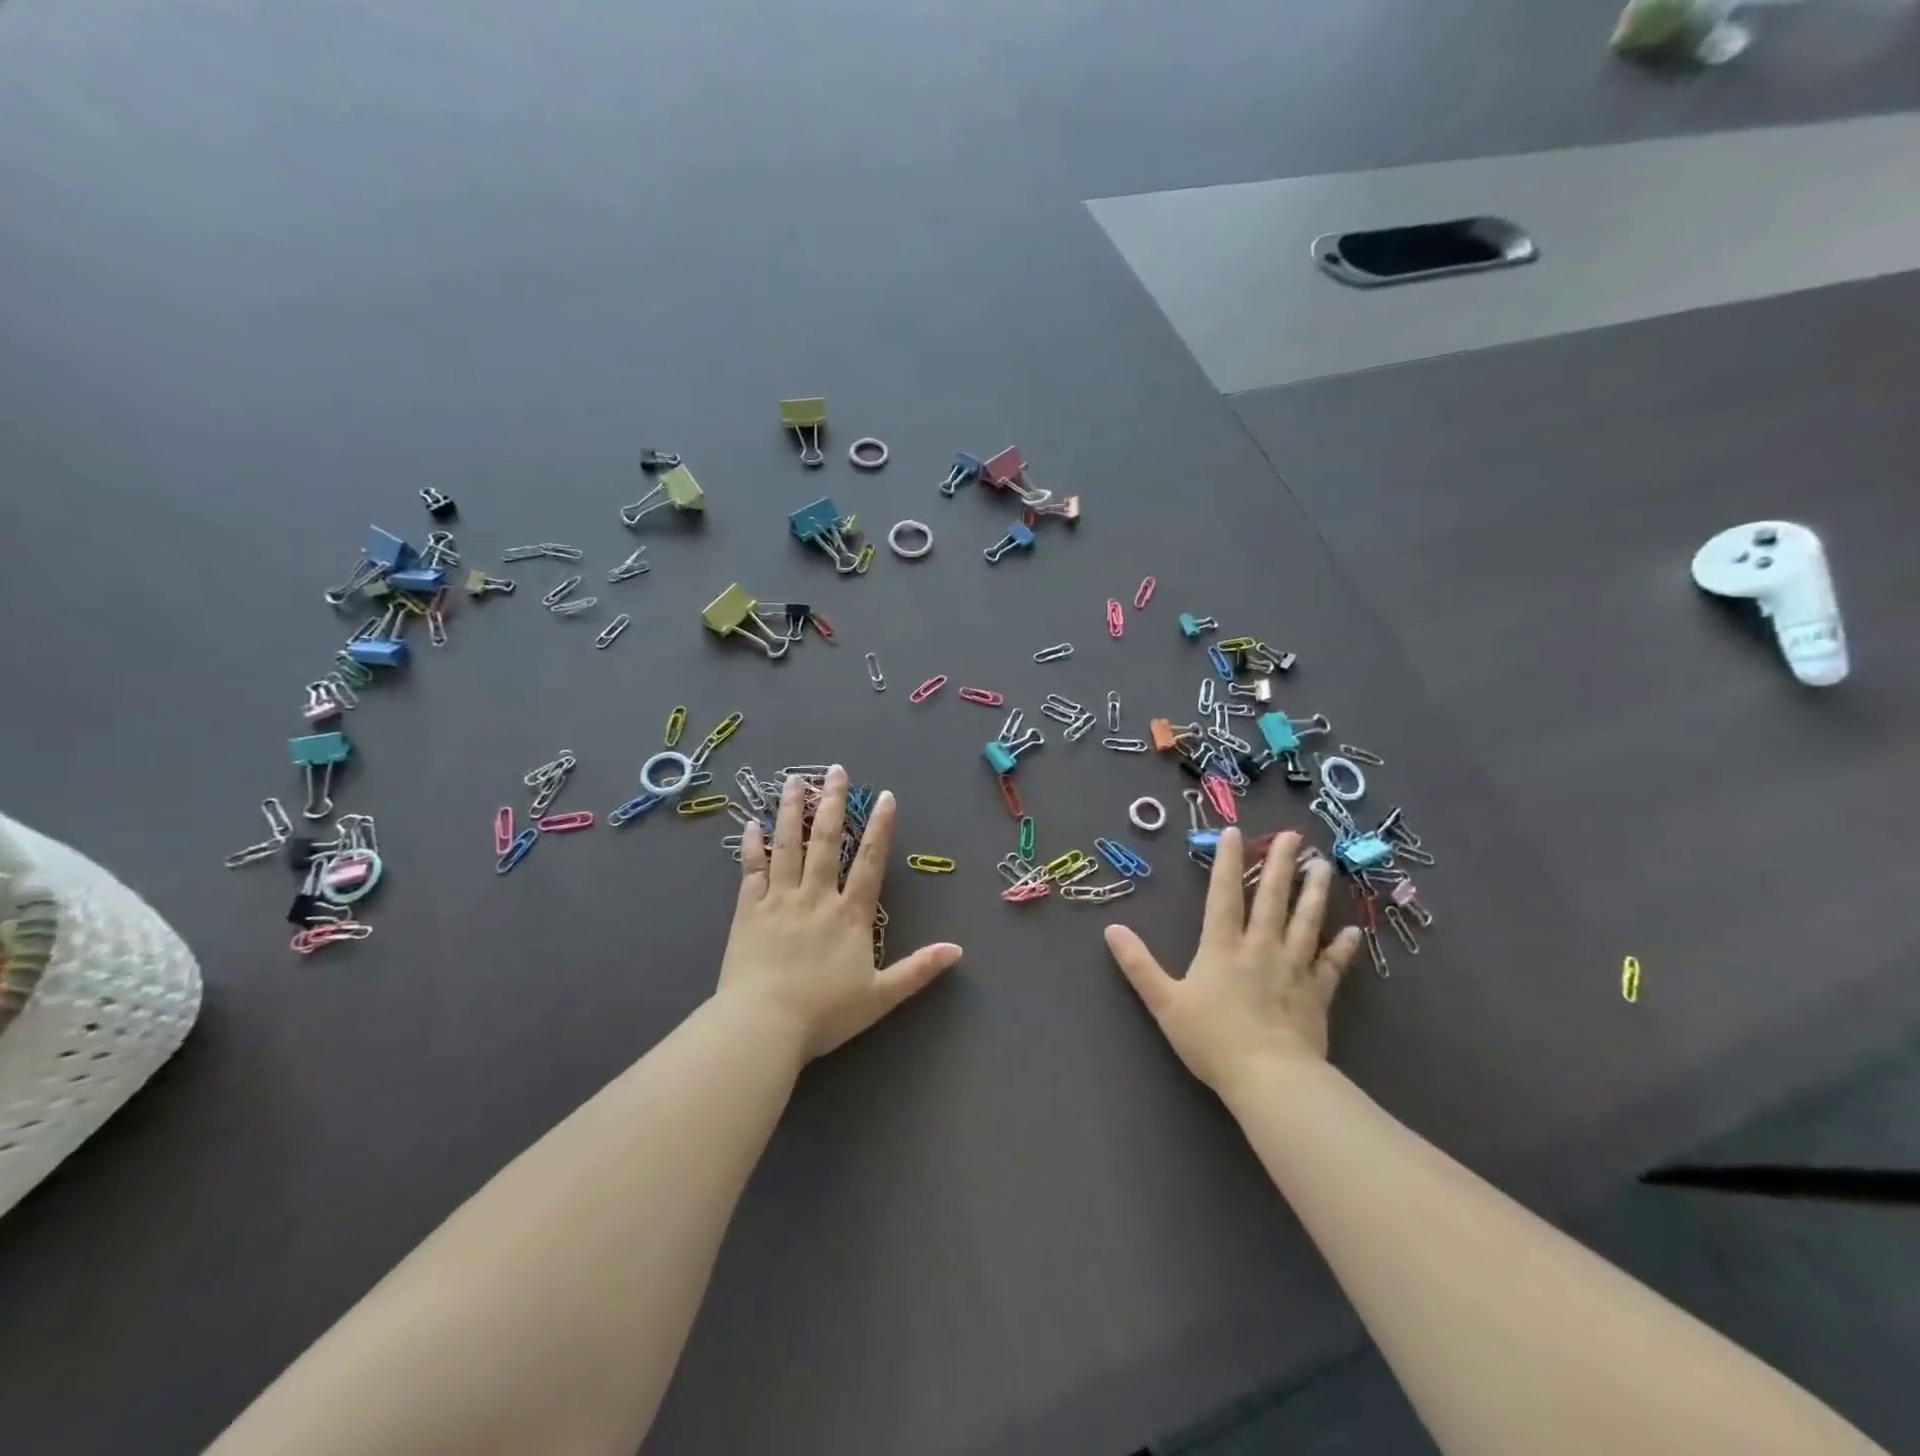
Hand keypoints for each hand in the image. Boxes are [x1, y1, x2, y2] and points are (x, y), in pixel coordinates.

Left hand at [721, 765, 961, 1061]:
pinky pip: (752, 870)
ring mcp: (780, 899)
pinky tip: (752, 824)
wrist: (763, 1025)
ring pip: (788, 846)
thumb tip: (958, 950)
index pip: (869, 862)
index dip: (880, 828)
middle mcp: (816, 896)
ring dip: (792, 811)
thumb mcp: (881, 996)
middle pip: (826, 841)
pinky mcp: (748, 910)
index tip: (885, 797)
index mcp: (850, 915)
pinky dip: (752, 846)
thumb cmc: (824, 1013)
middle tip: (835, 771)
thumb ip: (918, 970)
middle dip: (833, 803)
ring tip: (794, 780)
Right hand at [1103, 829, 1360, 1094]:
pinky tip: (1353, 932)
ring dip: (1314, 893)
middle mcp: (1260, 947)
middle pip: (1271, 898)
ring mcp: (1293, 968)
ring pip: (1305, 922)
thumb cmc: (1212, 1038)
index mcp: (1222, 947)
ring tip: (1322, 867)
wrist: (1269, 1078)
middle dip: (1280, 864)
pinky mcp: (1317, 993)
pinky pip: (1332, 965)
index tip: (1235, 832)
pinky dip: (1342, 948)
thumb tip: (1111, 929)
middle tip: (1293, 835)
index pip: (1223, 895)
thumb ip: (1138, 964)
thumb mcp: (1164, 1002)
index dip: (1227, 862)